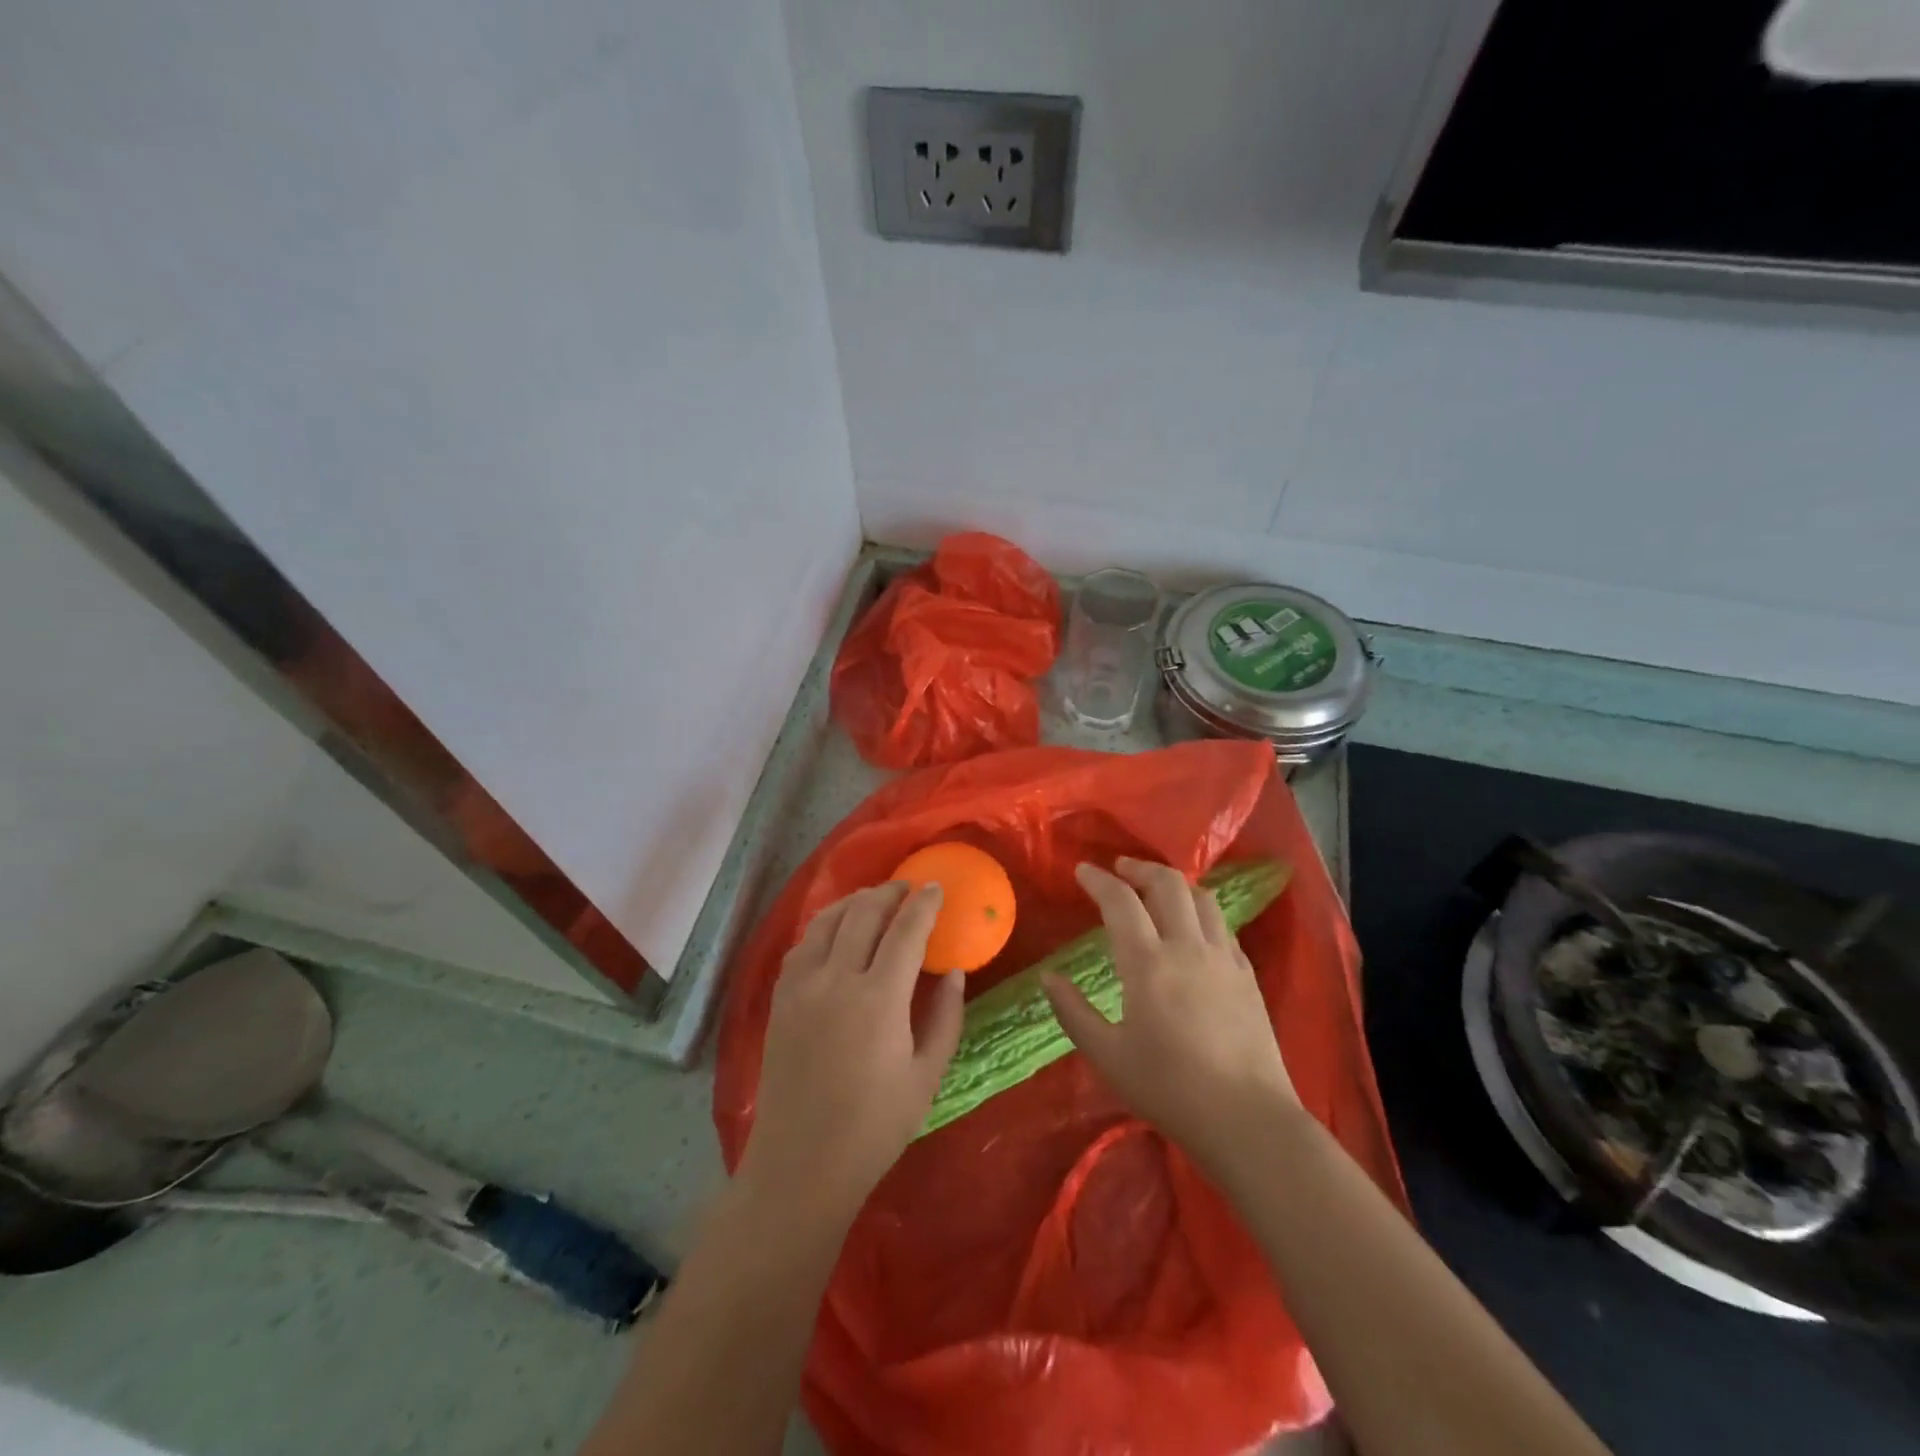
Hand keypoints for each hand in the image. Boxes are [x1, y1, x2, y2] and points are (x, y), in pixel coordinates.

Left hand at [741, 882, 965, 1220]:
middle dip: (888, 893)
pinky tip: (836, 931)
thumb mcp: (926, 1075)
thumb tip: (954, 971)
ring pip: (827, 921)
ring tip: (873, 899)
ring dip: (854, 902)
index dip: (923, 904)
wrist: (801, 1164)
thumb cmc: (875, 1126)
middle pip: (863, 913)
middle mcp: (836, 979)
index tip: (936, 887)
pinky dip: (824, 926)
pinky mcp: (780, 999)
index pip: (905, 930)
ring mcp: (801, 986)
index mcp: (879, 998)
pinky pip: (803, 944)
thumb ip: (945, 1016)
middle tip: (907, 889)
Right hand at [1043, 858, 1298, 1172]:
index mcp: (1148, 963)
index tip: (1082, 870)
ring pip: (1201, 898)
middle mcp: (1187, 947)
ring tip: (1157, 889)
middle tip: (1120, 869)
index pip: (1120, 901)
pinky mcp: (1247, 975)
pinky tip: (1193, 928)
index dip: (1098, 880)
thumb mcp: (1108, 1056)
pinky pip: (1222, 926)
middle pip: (1167, 884)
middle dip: (1140, 868)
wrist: (1248, 1120)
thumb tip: (1048, 977)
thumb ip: (1073, 1012)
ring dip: (1174, 884)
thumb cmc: (1170, 1089)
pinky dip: (1200, 912)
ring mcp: (1223, 958)